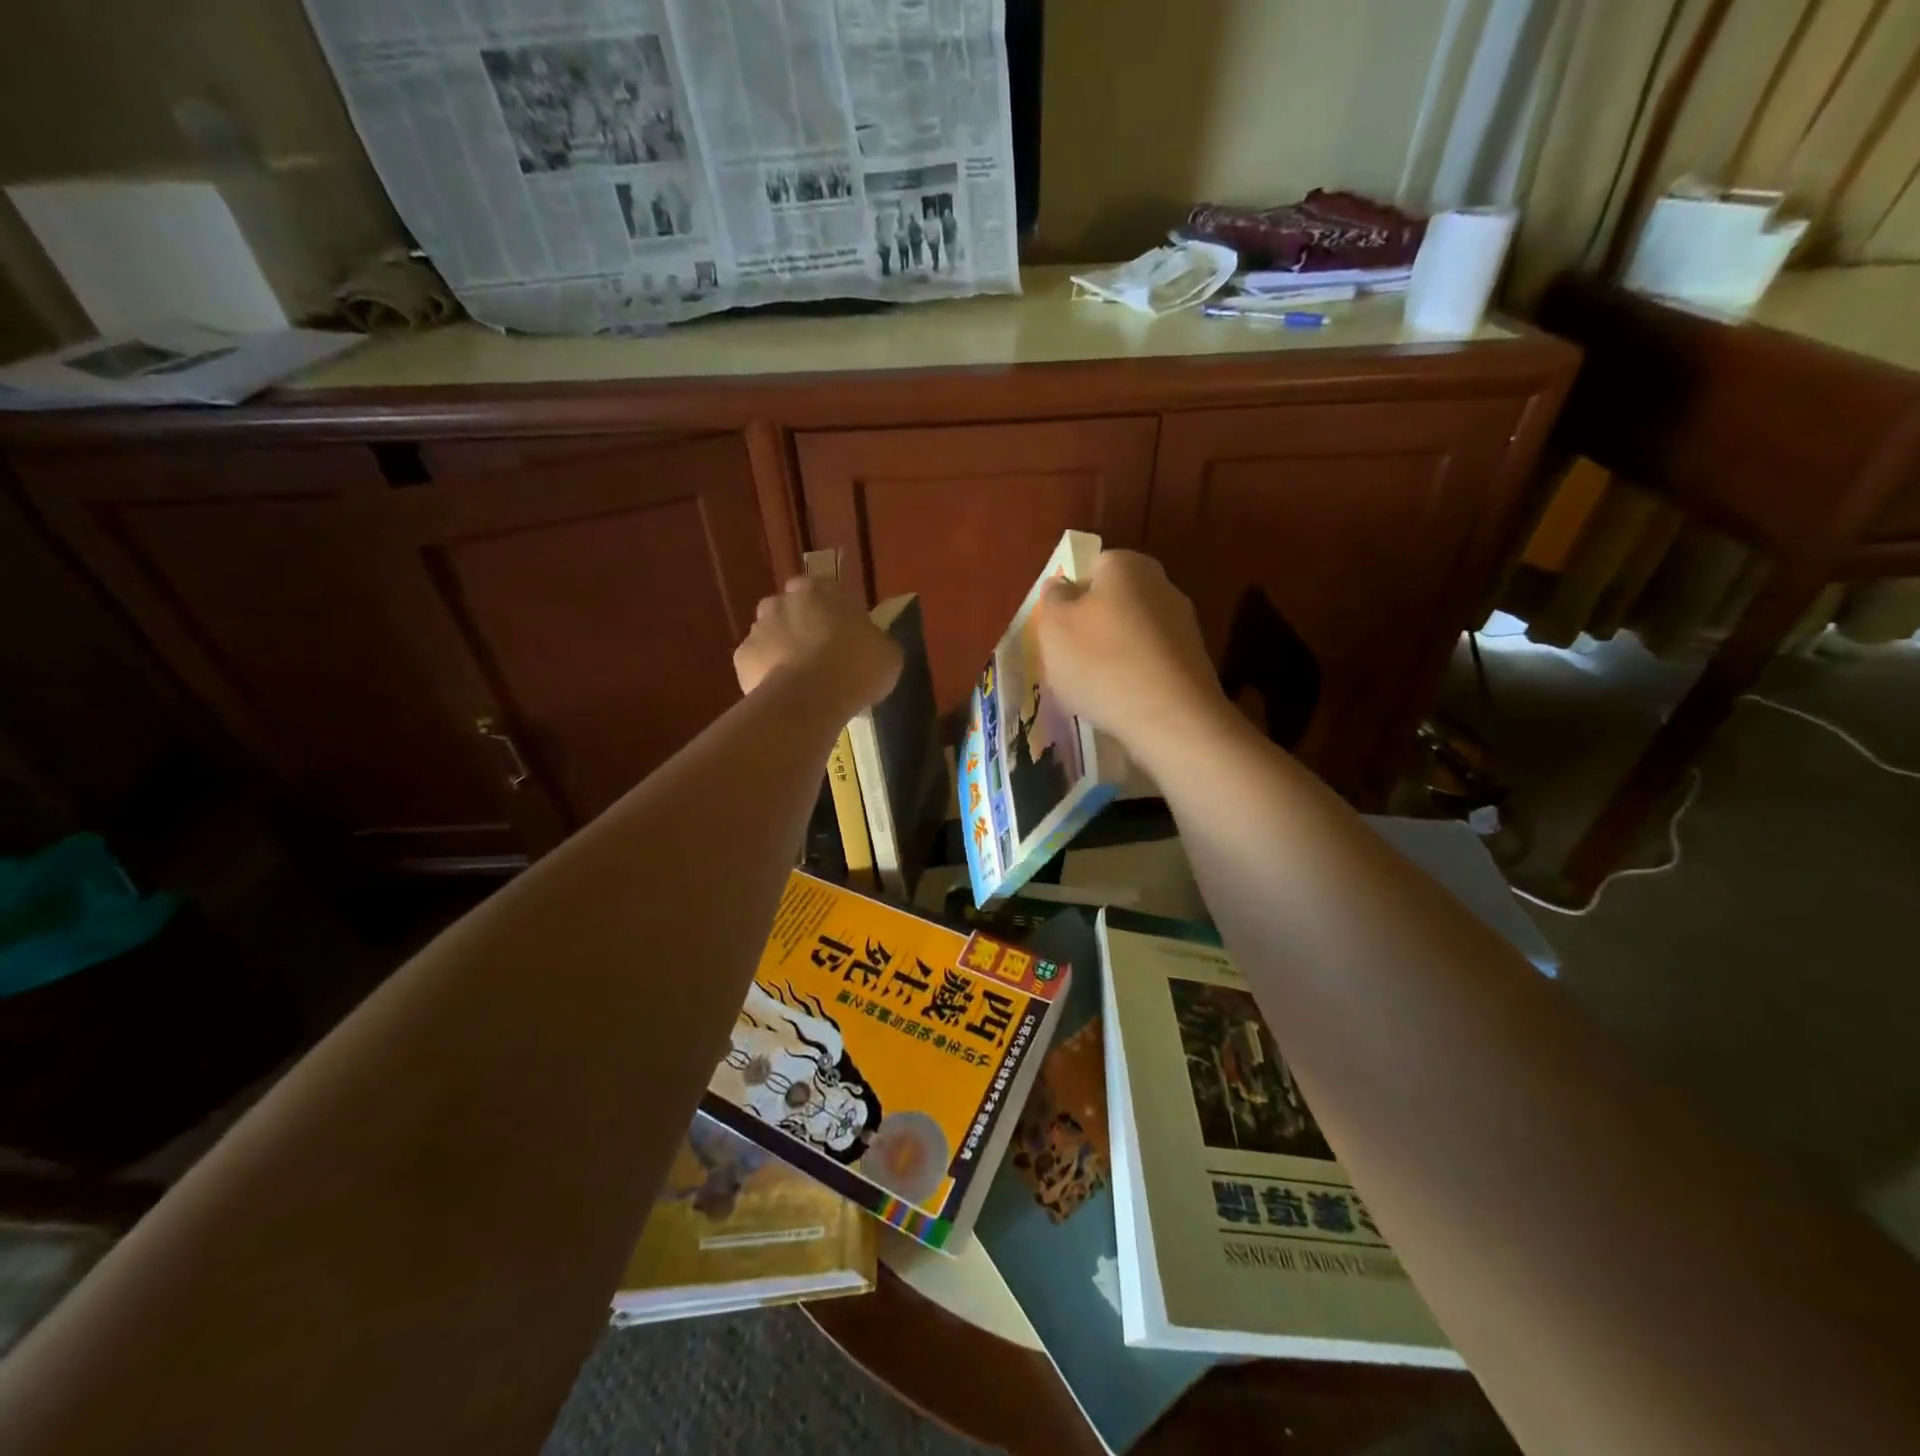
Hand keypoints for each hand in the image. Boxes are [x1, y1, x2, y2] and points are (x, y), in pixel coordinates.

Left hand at [734, 573, 901, 708]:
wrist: (811, 698)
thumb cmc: (856, 667)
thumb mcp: (887, 653)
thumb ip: (875, 641)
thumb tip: (871, 645)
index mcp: (821, 589)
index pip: (828, 592)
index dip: (837, 615)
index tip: (846, 637)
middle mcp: (784, 600)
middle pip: (793, 609)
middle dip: (803, 627)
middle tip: (822, 656)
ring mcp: (758, 628)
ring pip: (771, 635)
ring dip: (783, 649)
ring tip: (802, 679)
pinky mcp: (742, 657)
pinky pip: (758, 663)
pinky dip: (768, 675)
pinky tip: (785, 693)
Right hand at [1035, 551, 1229, 762]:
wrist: (1170, 718)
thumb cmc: (1101, 663)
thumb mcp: (1055, 627)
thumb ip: (1053, 599)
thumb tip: (1061, 586)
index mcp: (1126, 565)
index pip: (1091, 568)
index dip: (1070, 598)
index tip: (1059, 631)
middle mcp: (1161, 584)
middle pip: (1114, 601)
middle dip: (1092, 627)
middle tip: (1071, 661)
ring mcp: (1183, 624)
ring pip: (1132, 633)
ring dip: (1114, 654)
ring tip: (1095, 688)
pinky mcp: (1194, 661)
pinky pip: (1151, 662)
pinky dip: (1135, 677)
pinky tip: (1123, 701)